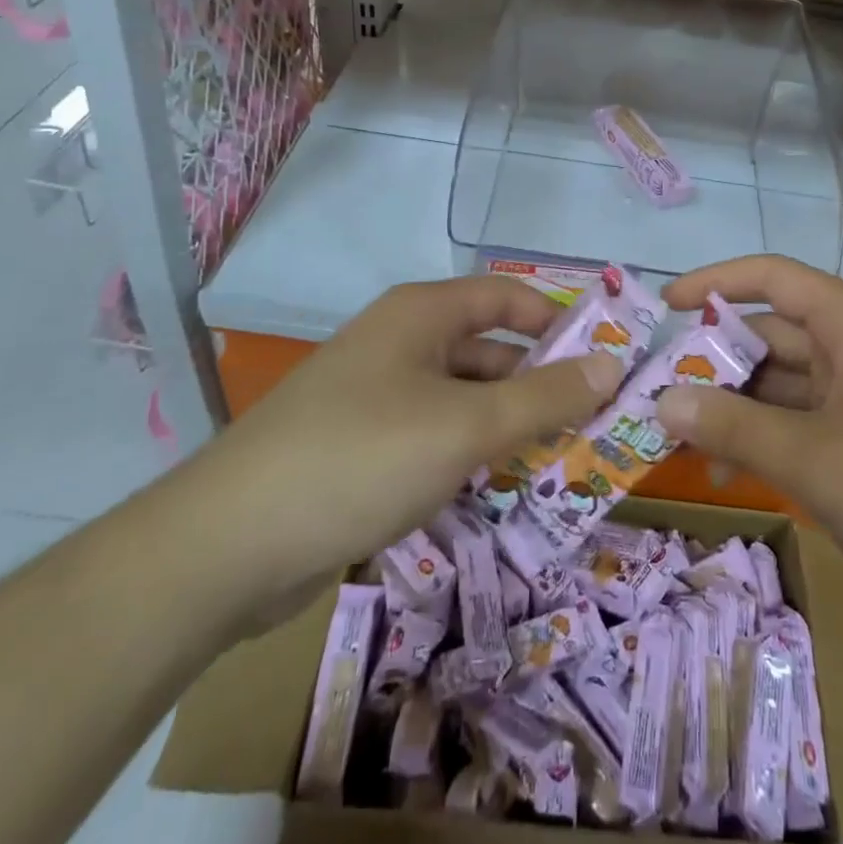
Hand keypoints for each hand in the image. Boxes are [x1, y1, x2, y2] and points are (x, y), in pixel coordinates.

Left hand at [173, 277, 620, 629]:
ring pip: (464, 400)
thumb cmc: (362, 457)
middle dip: (540, 386)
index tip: (605, 361)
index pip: (508, 298)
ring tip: (563, 466)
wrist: (229, 545)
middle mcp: (400, 343)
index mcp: (421, 314)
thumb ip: (545, 398)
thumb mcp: (466, 426)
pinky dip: (470, 457)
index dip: (558, 322)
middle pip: (489, 351)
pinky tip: (500, 493)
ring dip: (509, 428)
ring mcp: (378, 396)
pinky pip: (435, 437)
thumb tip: (613, 366)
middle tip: (596, 427)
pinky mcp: (363, 447)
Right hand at [655, 256, 842, 631]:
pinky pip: (803, 423)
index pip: (772, 277)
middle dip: (716, 359)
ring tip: (680, 437)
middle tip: (658, 389)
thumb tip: (663, 399)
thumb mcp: (814, 459)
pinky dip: (764, 438)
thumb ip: (733, 425)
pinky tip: (728, 472)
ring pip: (784, 383)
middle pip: (772, 333)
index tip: (665, 306)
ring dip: (735, 406)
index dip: (715, 282)